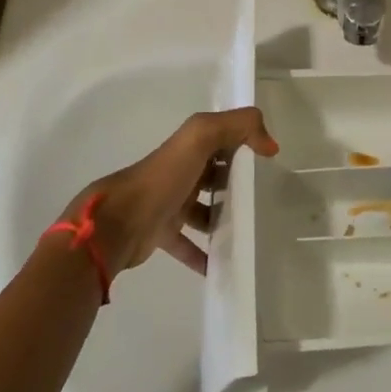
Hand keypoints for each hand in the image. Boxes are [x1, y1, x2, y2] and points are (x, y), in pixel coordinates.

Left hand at [56, 108, 278, 277]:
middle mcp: (181, 172)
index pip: (223, 139)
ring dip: (225, 219)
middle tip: (267, 199)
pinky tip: (226, 265)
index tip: (271, 161)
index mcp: (189, 147)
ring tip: (253, 232)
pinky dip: (206, 255)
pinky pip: (190, 245)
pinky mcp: (164, 233)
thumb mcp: (200, 137)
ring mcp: (171, 203)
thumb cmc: (163, 177)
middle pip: (216, 175)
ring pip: (206, 210)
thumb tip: (271, 146)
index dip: (246, 144)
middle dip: (239, 183)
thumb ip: (238, 126)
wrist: (119, 222)